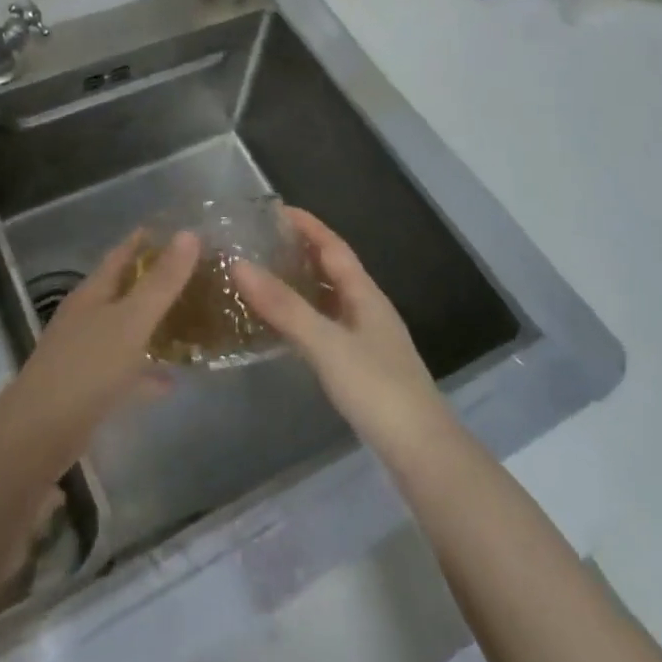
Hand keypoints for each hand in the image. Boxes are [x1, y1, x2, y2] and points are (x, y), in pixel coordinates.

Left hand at [11, 230, 197, 458]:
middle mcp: (87, 317)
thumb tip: (189, 233)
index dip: (147, 240)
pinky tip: (172, 380)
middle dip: (155, 281)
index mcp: (93, 293)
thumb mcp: (131, 321)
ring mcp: (85, 353)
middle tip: (196, 276)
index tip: (179, 231)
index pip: (121, 253)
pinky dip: (147, 372)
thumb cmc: (87, 368)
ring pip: (126, 329)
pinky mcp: (88, 388)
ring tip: (190, 321)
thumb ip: (161, 281)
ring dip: (153, 324)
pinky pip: (125, 370)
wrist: (38, 435)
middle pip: (124, 290)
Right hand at [233, 208, 447, 458]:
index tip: (275, 210)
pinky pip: (328, 324)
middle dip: (302, 250)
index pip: (334, 246)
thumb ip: (283, 306)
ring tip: (265, 277)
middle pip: (334, 269)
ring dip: (302, 283)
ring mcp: (368, 339)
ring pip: (330, 298)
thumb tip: (239, 265)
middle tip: (262, 241)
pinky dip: (305, 315)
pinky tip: (285, 327)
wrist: (421, 451)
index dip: (307, 225)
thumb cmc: (376, 388)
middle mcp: (369, 309)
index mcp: (365, 295)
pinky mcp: (363, 366)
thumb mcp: (325, 343)